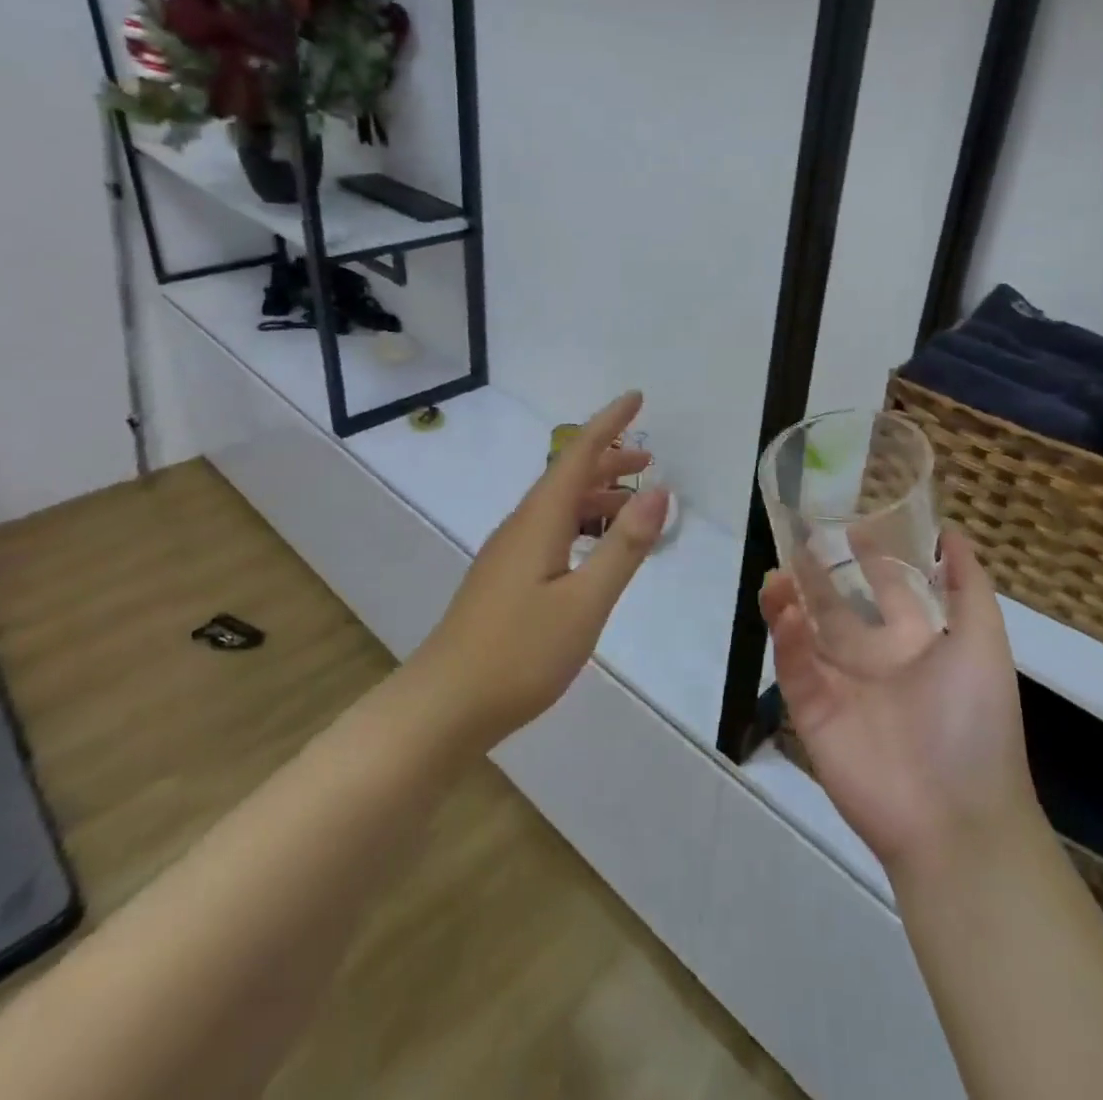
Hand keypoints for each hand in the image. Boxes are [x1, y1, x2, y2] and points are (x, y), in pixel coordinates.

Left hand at [411, 391, 670, 751]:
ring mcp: (508, 553)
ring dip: (596, 495)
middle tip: (649, 459)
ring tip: (632, 502)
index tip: (636, 397)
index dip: (609, 424)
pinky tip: (593, 550)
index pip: (577, 454)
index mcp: (539, 520)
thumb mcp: (585, 602)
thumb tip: (658, 490)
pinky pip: (550, 530)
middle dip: (608, 460)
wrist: (444, 704)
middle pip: (567, 476)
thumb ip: (623, 546)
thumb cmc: (519, 653)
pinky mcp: (505, 579)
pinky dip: (581, 523)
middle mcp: (521, 526)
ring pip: (558, 506)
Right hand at [761, 529, 1039, 877]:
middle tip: (796, 541)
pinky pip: (795, 668)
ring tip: (777, 575)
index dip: (873, 559)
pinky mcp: (813, 713)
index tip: (852, 525)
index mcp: (916, 644)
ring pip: (804, 633)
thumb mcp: (985, 643)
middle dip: (816, 575)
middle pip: (836, 607)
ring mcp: (840, 687)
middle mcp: (875, 660)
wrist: (956, 817)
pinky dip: (788, 640)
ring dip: (789, 601)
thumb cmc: (975, 722)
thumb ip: (969, 587)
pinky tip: (788, 614)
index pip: (889, 590)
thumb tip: (951, 533)